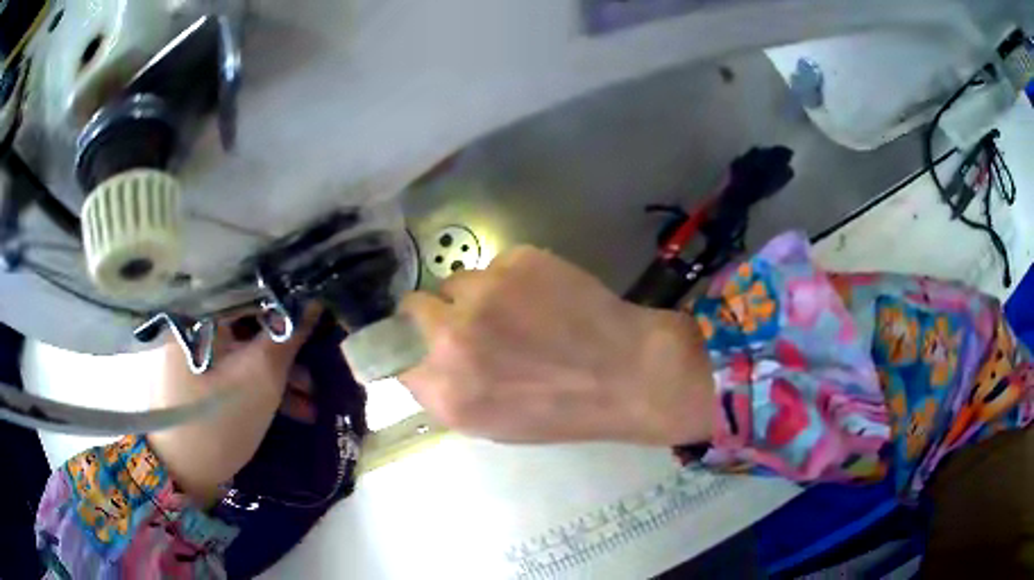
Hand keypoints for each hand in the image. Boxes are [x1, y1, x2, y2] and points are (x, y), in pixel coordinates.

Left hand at [147, 308, 318, 506]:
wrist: (180, 472)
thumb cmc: (218, 421)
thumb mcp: (260, 379)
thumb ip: (288, 336)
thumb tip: (316, 297)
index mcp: (200, 310)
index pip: (253, 288)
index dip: (289, 302)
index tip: (319, 318)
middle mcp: (192, 319)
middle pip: (248, 321)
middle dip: (286, 347)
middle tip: (317, 365)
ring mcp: (191, 348)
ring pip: (242, 349)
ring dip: (277, 372)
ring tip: (311, 400)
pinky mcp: (194, 374)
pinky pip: (230, 367)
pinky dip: (256, 382)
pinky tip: (290, 408)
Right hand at [398, 247, 714, 446]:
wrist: (630, 375)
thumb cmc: (563, 410)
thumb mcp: (491, 424)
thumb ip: (444, 391)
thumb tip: (419, 359)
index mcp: (446, 392)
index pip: (394, 353)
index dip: (412, 344)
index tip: (426, 342)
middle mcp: (453, 339)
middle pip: (413, 307)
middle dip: (436, 313)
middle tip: (471, 321)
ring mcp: (485, 294)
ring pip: (457, 281)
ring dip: (477, 295)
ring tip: (519, 311)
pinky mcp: (517, 260)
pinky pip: (496, 264)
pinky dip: (513, 279)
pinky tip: (545, 297)